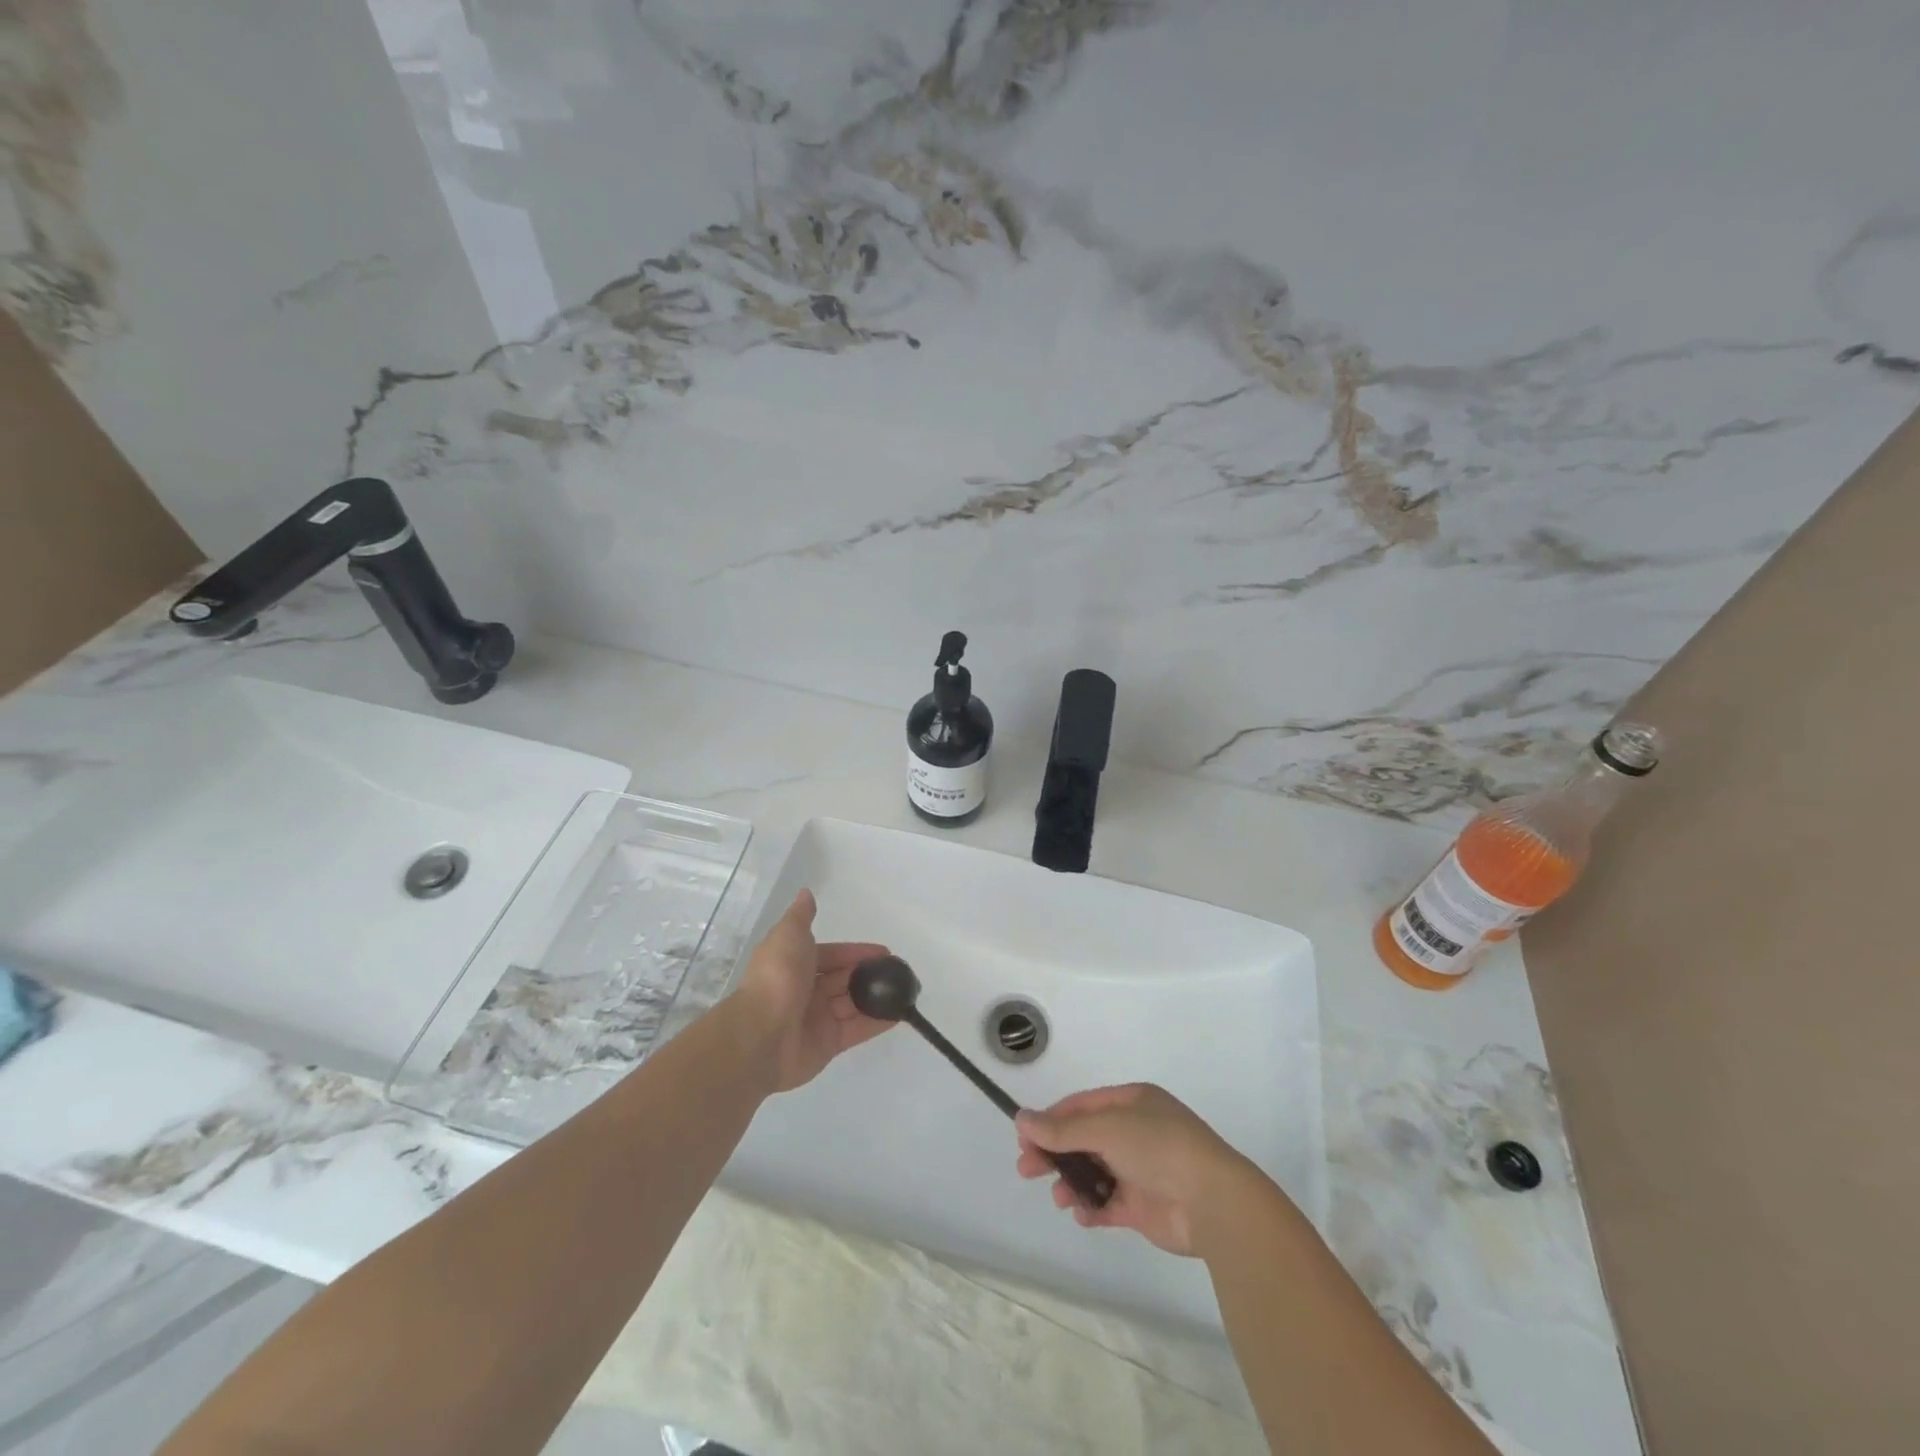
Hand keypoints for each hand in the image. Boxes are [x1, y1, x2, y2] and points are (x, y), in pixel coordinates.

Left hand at [729, 890, 891, 1092]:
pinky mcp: (828, 1043)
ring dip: (876, 997)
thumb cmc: (778, 977)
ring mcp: (818, 1018)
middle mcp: (807, 990)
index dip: (856, 952)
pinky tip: (900, 1013)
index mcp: (796, 964)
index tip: (884, 951)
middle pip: (844, 979)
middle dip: (869, 974)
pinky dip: (877, 1022)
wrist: (761, 1034)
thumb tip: (806, 892)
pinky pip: (857, 1029)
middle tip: (899, 971)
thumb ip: (801, 916)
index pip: (832, 955)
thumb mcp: (788, 935)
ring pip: (852, 1004)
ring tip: (905, 991)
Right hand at [1015, 1083, 1254, 1256]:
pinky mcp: (1144, 1206)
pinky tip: (1082, 1214)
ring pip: (1093, 1173)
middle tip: (1026, 1169)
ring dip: (1071, 1183)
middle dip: (1054, 1153)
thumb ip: (1062, 1130)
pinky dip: (1092, 1208)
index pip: (1082, 1106)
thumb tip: (1022, 1119)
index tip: (1023, 1137)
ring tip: (1060, 1198)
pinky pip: (1108, 1204)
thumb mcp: (1106, 1129)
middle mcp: (1135, 1132)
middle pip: (1084, 1139)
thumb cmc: (1158, 1148)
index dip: (1051, 1120)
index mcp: (1132, 1103)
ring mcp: (1140, 1169)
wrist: (1212, 1201)